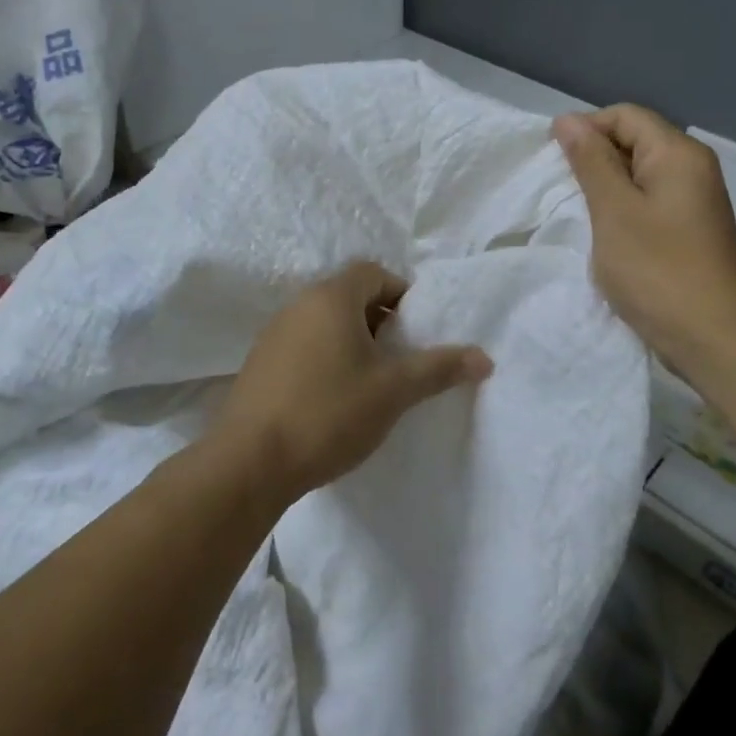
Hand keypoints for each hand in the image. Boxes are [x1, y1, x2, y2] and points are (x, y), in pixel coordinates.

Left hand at [216, 261, 492, 500]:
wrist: (250, 462)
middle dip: (380, 321)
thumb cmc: (329, 413)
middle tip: (400, 358)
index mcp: (331, 298)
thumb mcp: (393, 391)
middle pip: (349, 296)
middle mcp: (298, 305)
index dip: (402, 294)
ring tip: (372, 382)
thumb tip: (485, 358)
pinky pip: (303, 346)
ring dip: (352, 342)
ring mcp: (273, 334)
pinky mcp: (259, 364)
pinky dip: (326, 358)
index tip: (417, 331)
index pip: (373, 272)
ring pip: (324, 323)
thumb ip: (439, 368)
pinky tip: (334, 399)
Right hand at [553, 105, 735, 376]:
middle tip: (561, 189)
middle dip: (594, 157)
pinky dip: (623, 208)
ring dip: (606, 186)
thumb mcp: (613, 211)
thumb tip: (568, 120)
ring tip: (579, 212)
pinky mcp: (690, 229)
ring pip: (640, 173)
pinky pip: (650, 201)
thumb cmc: (656, 270)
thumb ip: (590, 161)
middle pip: (635, 140)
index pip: (625, 116)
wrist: (710, 336)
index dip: (585, 128)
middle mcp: (693, 168)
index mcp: (678, 154)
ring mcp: (695, 200)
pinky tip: (605, 233)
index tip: (552, 160)